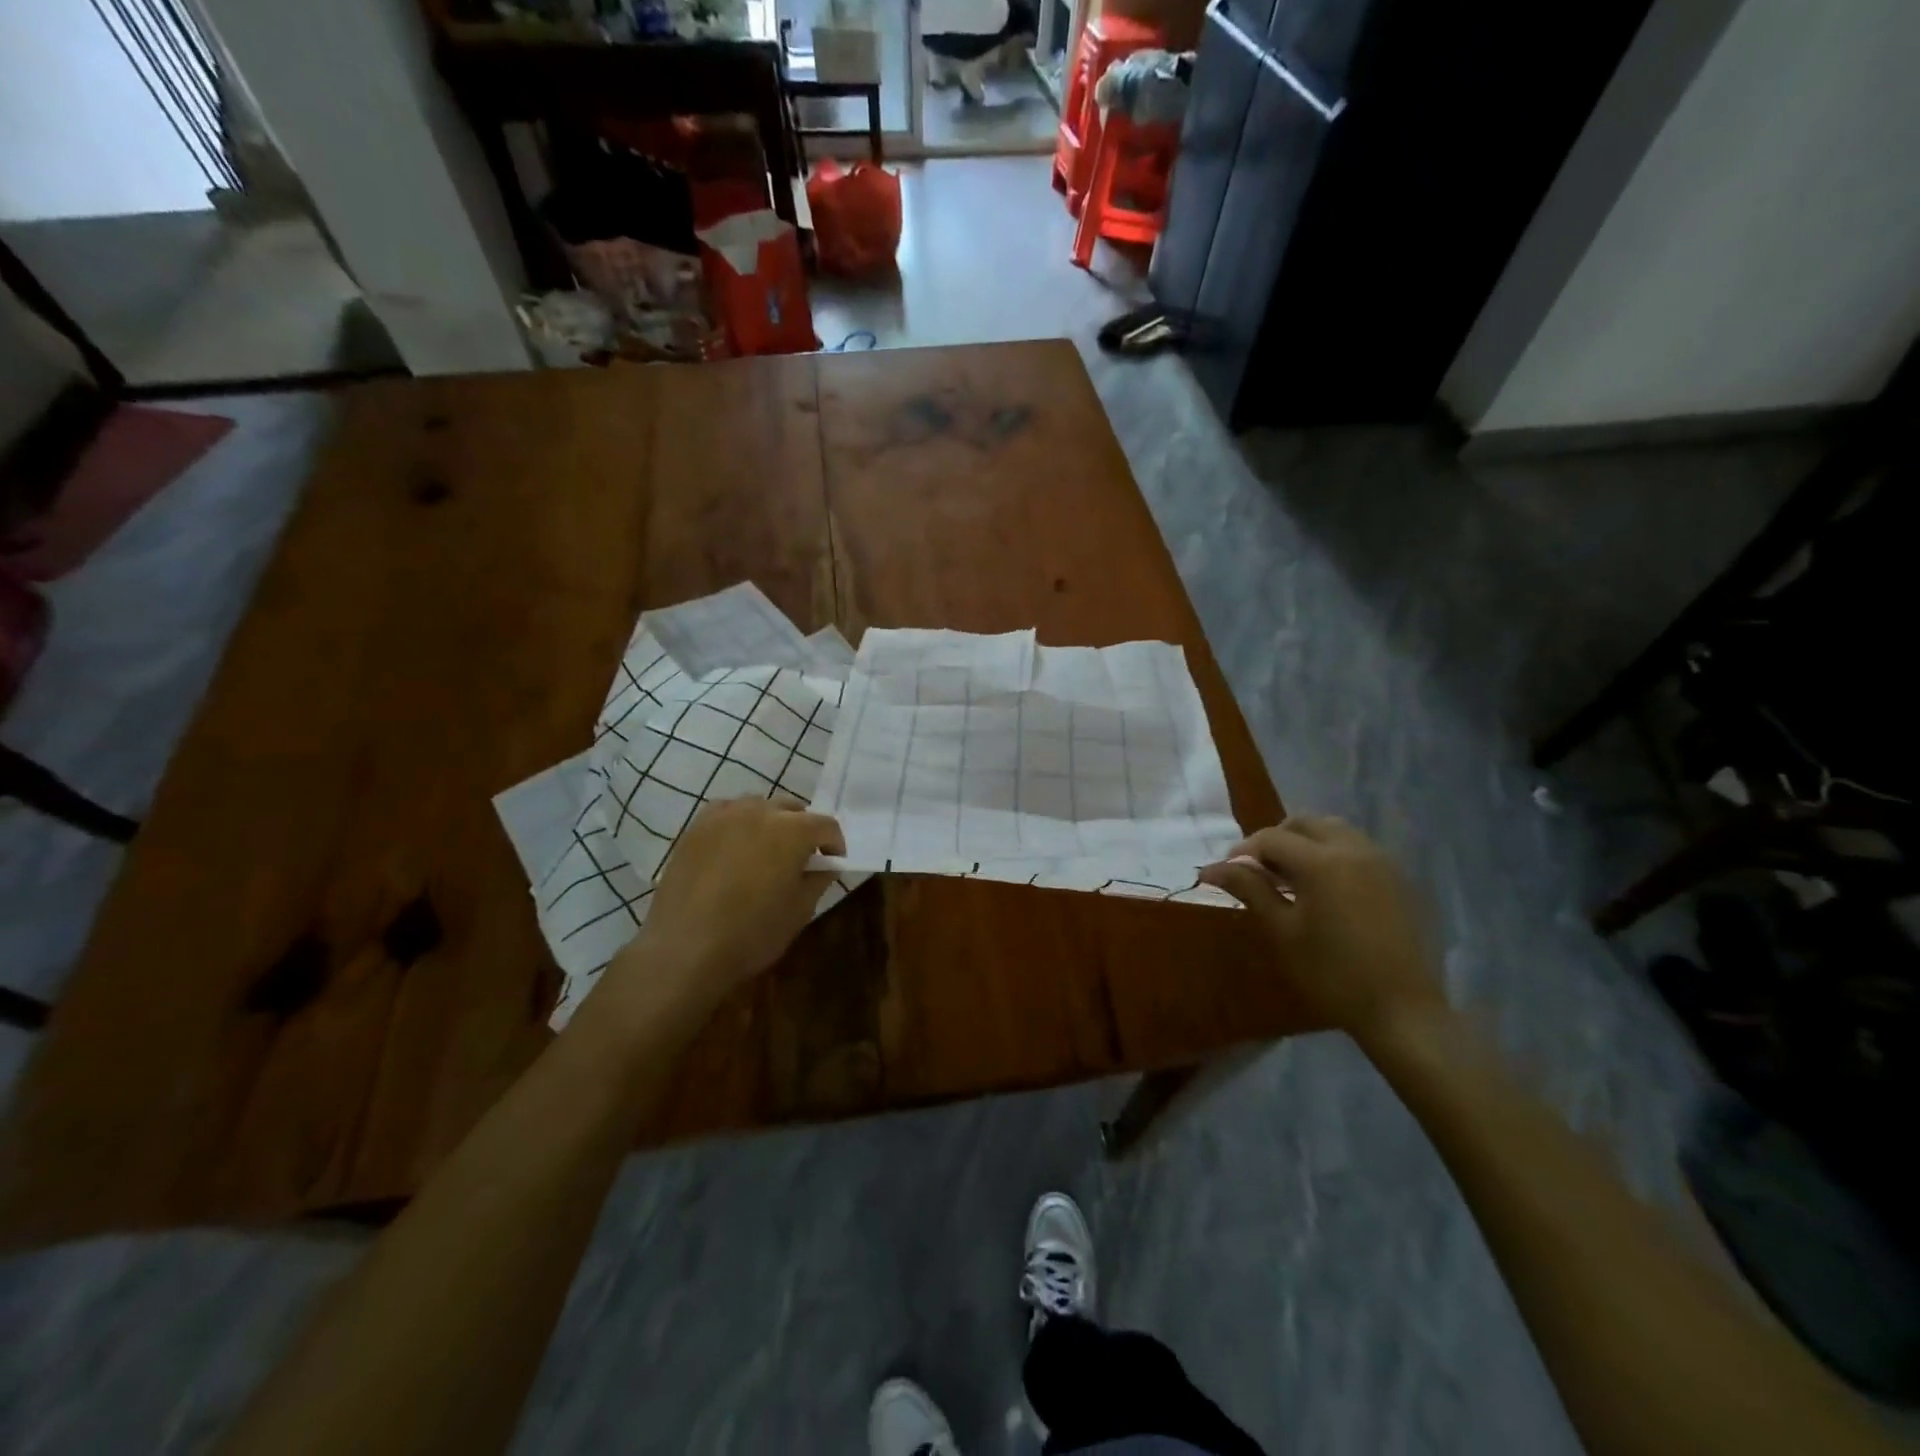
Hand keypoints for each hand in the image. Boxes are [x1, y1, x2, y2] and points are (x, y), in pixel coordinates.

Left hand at [603, 797, 845, 1021]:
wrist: (684, 949)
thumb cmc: (751, 934)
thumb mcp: (799, 911)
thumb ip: (818, 880)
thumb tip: (826, 865)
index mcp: (792, 831)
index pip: (826, 825)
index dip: (835, 844)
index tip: (833, 863)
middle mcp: (760, 812)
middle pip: (792, 810)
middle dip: (803, 829)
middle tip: (801, 858)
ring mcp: (724, 816)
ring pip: (758, 806)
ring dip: (771, 822)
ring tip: (767, 850)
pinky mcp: (696, 828)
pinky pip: (726, 812)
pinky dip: (738, 822)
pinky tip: (735, 845)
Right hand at [1200, 815, 1446, 1048]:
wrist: (1402, 1010)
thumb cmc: (1332, 973)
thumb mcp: (1283, 931)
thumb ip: (1250, 890)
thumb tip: (1210, 868)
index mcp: (1322, 862)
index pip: (1271, 838)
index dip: (1243, 851)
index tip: (1228, 873)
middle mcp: (1353, 849)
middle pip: (1304, 824)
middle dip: (1275, 840)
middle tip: (1259, 872)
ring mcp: (1381, 861)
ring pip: (1333, 831)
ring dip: (1305, 843)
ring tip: (1290, 878)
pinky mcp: (1397, 878)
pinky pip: (1356, 848)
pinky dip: (1331, 854)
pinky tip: (1324, 889)